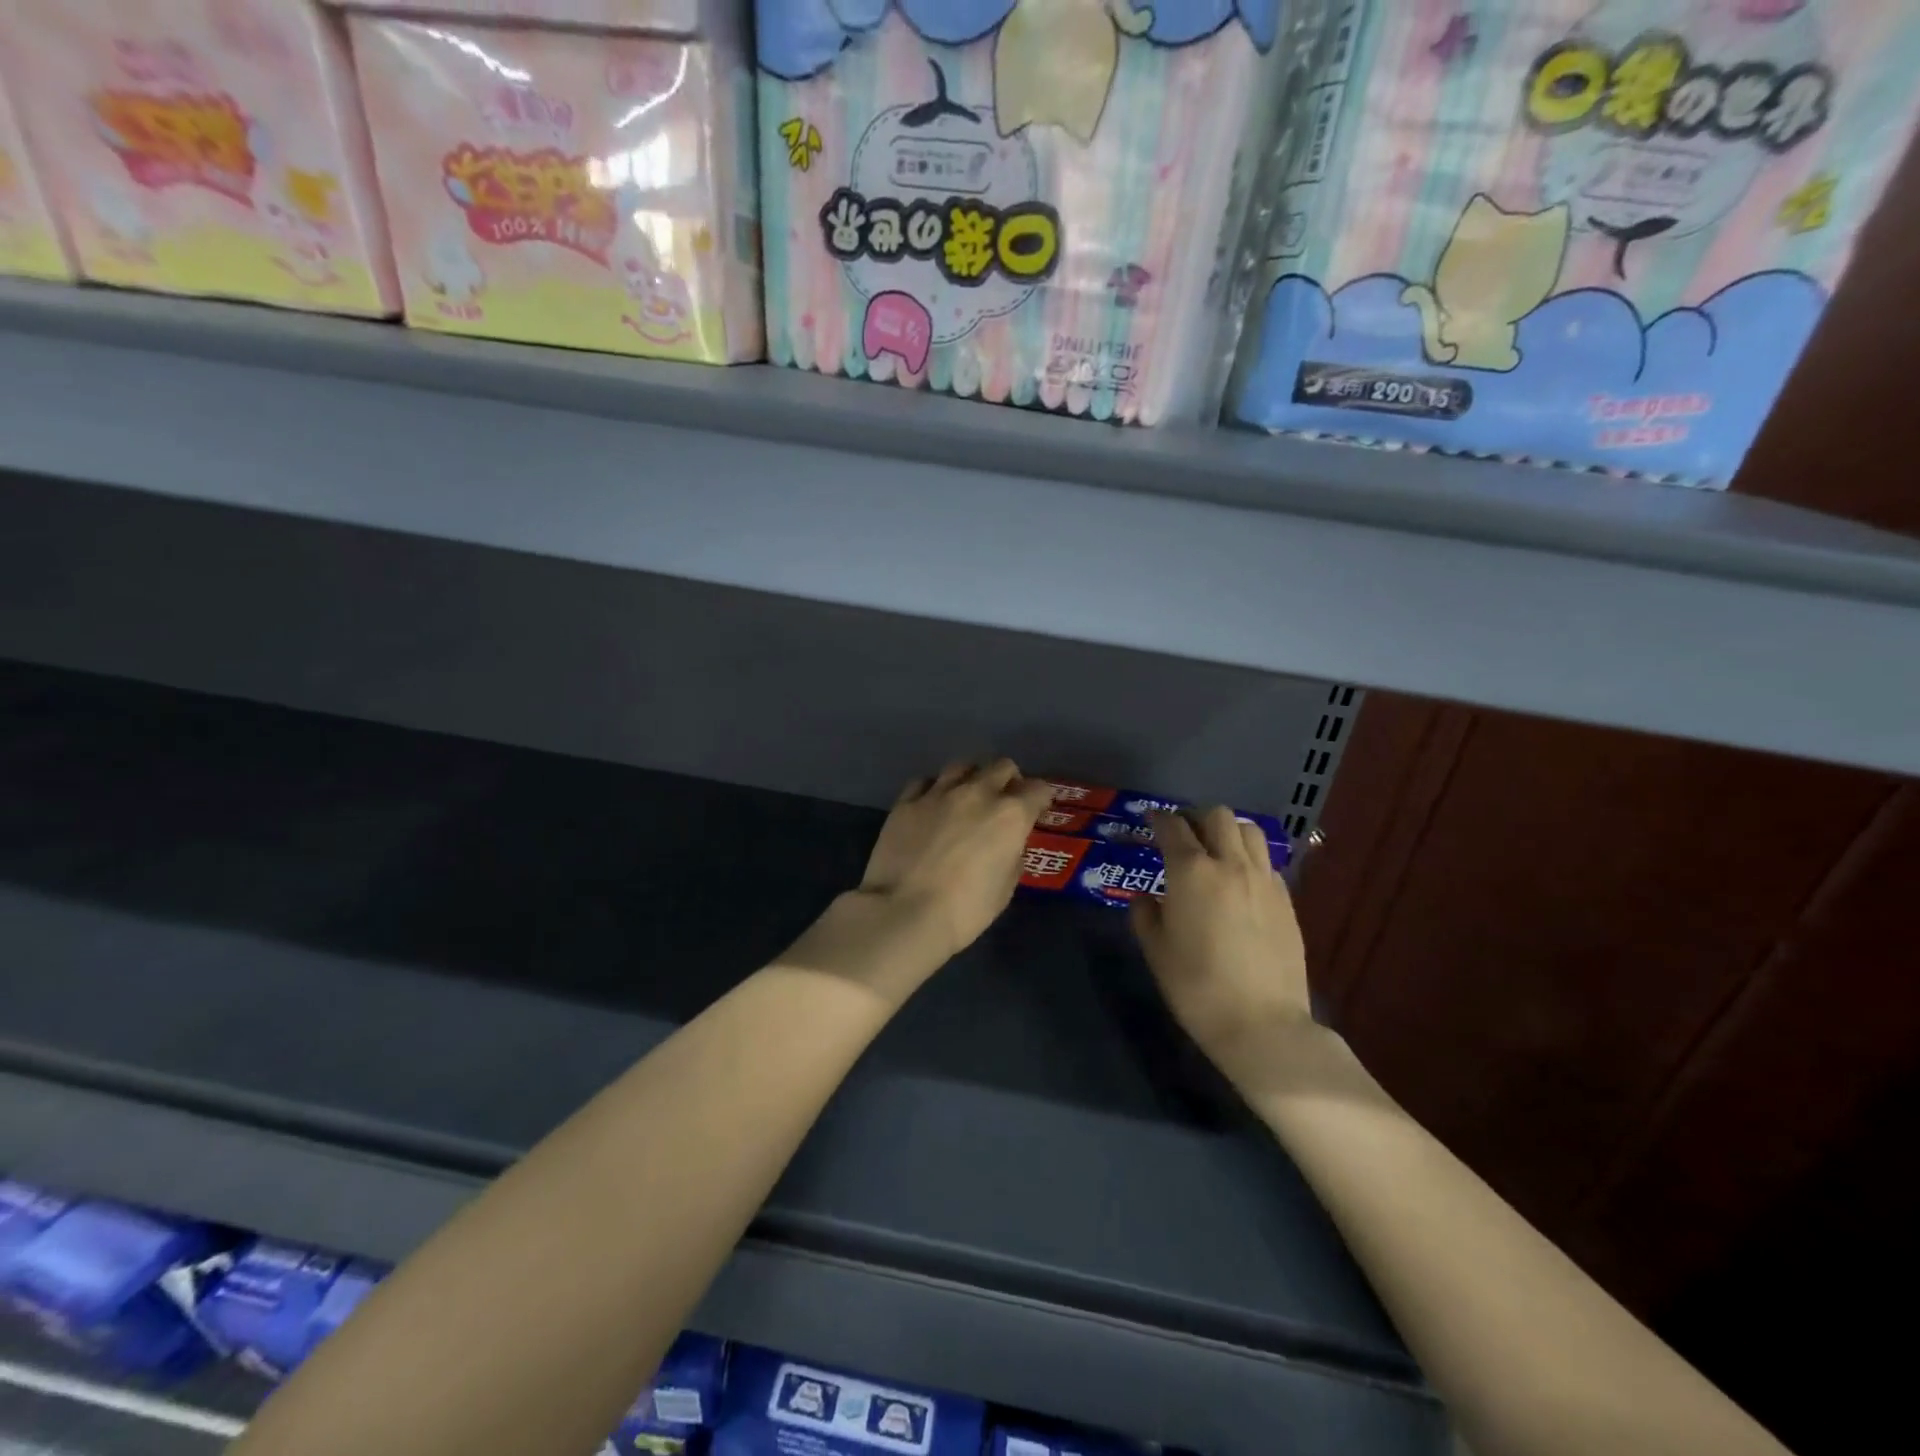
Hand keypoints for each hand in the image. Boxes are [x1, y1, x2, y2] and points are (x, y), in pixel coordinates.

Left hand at [855, 759, 1053, 961]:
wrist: (905, 912)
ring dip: (971, 777)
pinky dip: (934, 789)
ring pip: (962, 765)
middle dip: (1009, 780)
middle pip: (1002, 766)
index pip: (1038, 789)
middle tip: (1004, 799)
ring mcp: (939, 793)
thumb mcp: (1005, 890)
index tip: (1037, 809)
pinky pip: (925, 782)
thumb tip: (1008, 846)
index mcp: (1010, 815)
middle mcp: (977, 793)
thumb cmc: (965, 910)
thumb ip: (1012, 858)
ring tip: (967, 795)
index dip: (1041, 798)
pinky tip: (931, 804)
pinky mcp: (906, 801)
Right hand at [1131, 807, 1313, 1080]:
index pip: (1172, 827)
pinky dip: (1249, 858)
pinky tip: (1239, 882)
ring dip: (1227, 831)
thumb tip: (1145, 898)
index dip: (1158, 819)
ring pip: (1248, 831)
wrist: (1262, 1024)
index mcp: (1191, 872)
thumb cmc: (1197, 987)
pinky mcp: (1286, 899)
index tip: (1150, 820)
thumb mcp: (1156, 952)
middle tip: (1182, 834)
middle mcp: (1230, 864)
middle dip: (1195, 818)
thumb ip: (1145, 916)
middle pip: (1216, 816)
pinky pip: (1265, 861)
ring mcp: (1263, 880)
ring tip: (1215, 850)